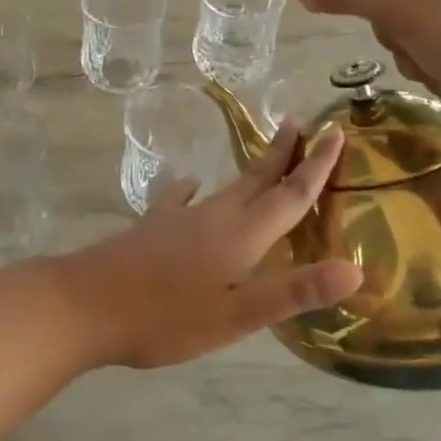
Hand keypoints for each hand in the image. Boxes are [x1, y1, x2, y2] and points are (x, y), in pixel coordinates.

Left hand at [46, 123, 360, 368]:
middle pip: (257, 180)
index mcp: (241, 236)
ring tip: (263, 157)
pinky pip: (182, 199)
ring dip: (250, 171)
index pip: (289, 195)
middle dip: (282, 155)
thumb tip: (355, 268)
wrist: (85, 303)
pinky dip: (193, 189)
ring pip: (225, 188)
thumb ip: (293, 291)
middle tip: (300, 124)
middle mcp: (213, 217)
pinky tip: (191, 186)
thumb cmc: (166, 317)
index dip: (316, 167)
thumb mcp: (236, 315)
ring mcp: (179, 219)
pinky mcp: (153, 228)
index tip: (336, 134)